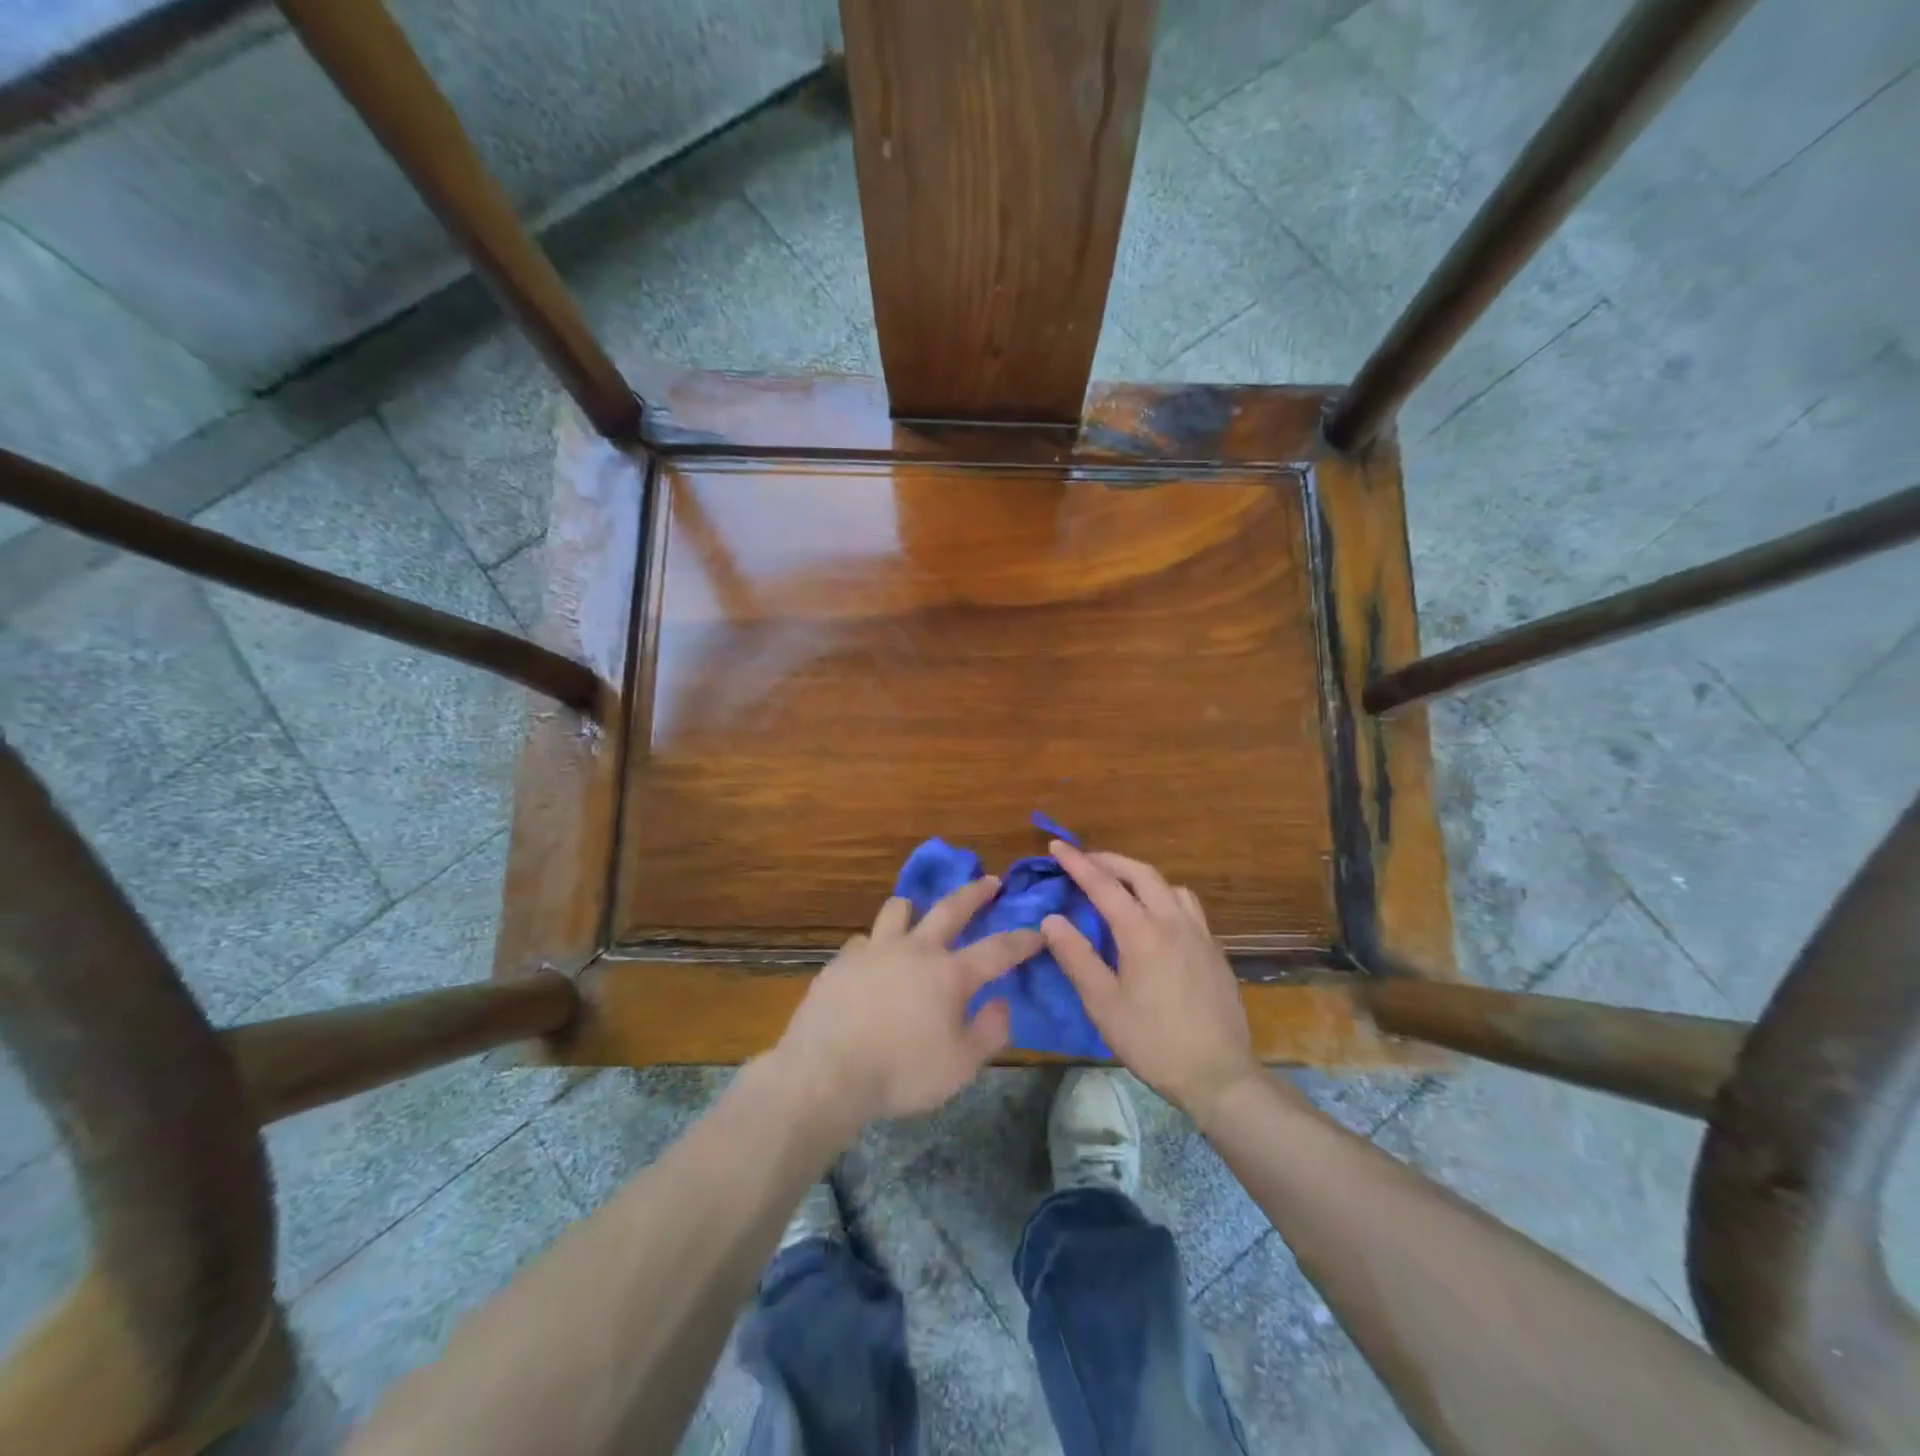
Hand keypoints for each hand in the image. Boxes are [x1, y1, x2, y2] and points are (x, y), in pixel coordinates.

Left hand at [774, 878, 1040, 1129]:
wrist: (827, 1071)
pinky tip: (872, 960)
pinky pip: (864, 940)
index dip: (1022, 940)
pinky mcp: (843, 960)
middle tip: (989, 881)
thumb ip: (989, 1032)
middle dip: (975, 893)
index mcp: (950, 974)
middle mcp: (916, 949)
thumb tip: (1002, 1002)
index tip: (1038, 931)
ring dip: (914, 907)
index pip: (997, 950)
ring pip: (899, 909)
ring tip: (916, 911)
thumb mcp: (960, 1066)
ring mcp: (876, 949)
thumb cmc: (901, 1072)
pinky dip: (875, 945)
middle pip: (951, 908)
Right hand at [1042, 842, 1260, 1125]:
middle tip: (1086, 861)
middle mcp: (1174, 922)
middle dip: (1110, 861)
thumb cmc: (1153, 1041)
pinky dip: (1165, 897)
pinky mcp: (1216, 951)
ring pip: (1170, 887)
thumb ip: (1077, 957)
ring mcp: (1200, 935)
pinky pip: (1188, 907)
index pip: (1104, 885)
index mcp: (1142, 932)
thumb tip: (1052, 919)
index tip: (1057, 845)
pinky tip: (1158, 920)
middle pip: (1141, 873)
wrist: (1219, 1075)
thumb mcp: (1103, 1004)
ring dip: (1142, 877)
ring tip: (1122, 888)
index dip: (1078, 863)